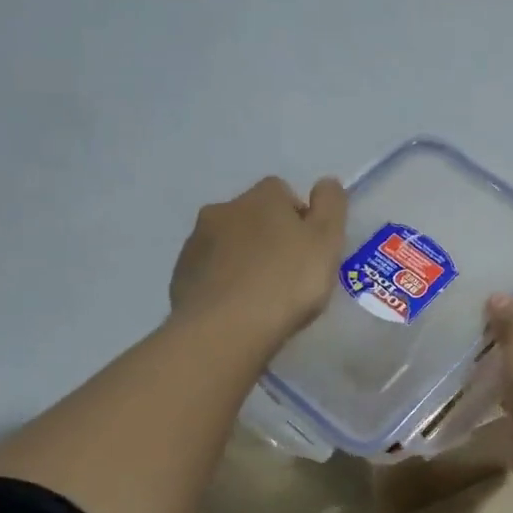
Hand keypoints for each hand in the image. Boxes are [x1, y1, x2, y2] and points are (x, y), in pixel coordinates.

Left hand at [170, 176, 346, 347]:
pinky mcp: (181, 275)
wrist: (225, 329)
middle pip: (253, 216)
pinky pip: (209, 271)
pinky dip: (224, 281)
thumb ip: (331, 205)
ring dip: (244, 259)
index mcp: (261, 198)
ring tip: (261, 295)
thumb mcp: (327, 241)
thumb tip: (326, 182)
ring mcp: (196, 242)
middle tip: (289, 274)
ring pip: (228, 243)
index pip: (283, 192)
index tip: (309, 249)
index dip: (299, 218)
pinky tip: (237, 308)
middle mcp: (224, 209)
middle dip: (269, 237)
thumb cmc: (286, 282)